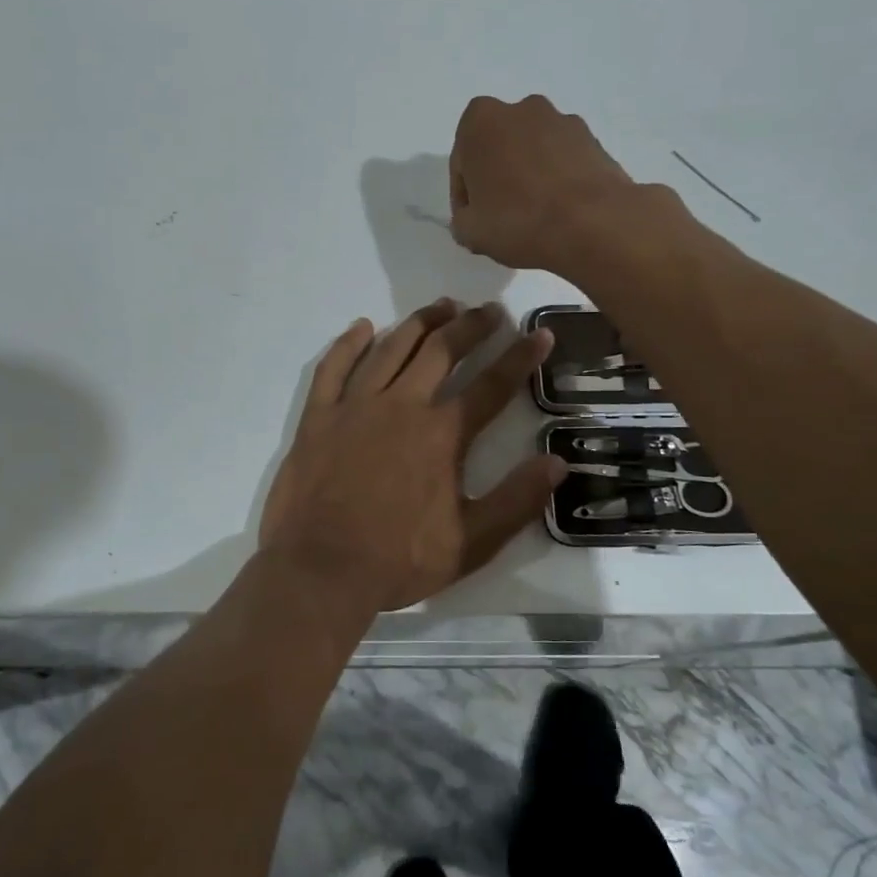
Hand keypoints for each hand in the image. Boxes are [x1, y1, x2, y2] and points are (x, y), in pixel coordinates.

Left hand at [258, 300, 566, 614]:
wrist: (321, 569)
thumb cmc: (399, 560)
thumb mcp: (471, 542)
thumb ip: (516, 500)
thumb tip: (557, 462)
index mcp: (442, 434)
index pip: (492, 385)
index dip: (520, 357)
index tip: (538, 334)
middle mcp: (402, 406)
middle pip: (442, 352)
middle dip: (471, 326)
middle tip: (488, 310)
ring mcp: (355, 406)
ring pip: (392, 348)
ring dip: (420, 323)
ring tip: (441, 306)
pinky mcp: (319, 416)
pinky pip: (334, 367)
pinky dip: (349, 344)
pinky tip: (363, 327)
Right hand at [449, 95, 640, 271]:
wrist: (593, 224)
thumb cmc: (518, 220)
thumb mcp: (469, 231)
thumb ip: (462, 219)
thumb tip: (474, 217)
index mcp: (481, 120)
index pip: (462, 162)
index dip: (464, 195)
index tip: (474, 220)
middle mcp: (522, 109)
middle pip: (499, 147)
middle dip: (498, 176)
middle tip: (501, 215)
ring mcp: (562, 121)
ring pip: (533, 151)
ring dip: (529, 175)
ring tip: (535, 215)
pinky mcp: (594, 140)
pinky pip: (563, 160)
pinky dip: (558, 179)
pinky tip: (560, 211)